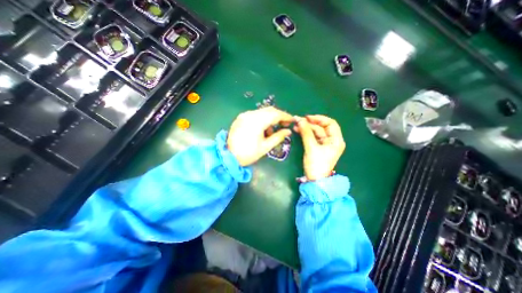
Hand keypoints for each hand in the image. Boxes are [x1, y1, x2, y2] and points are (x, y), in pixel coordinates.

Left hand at [228, 108, 292, 166]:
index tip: (292, 120)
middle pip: (269, 110)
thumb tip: (288, 131)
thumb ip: (278, 137)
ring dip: (270, 118)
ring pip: (262, 112)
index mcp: (257, 122)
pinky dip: (262, 119)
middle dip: (279, 116)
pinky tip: (262, 129)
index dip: (285, 116)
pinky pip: (255, 115)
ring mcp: (244, 115)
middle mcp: (250, 115)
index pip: (275, 114)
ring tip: (271, 131)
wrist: (229, 157)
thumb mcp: (265, 147)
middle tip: (285, 124)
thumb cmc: (248, 154)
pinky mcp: (240, 118)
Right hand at [293, 115, 345, 180]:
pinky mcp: (318, 147)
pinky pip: (312, 137)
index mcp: (336, 140)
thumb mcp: (311, 148)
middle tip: (298, 120)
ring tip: (296, 125)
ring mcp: (325, 144)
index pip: (330, 123)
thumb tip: (299, 120)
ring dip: (306, 128)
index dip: (319, 118)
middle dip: (310, 123)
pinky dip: (306, 133)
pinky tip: (298, 130)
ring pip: (316, 132)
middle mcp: (332, 140)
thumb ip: (306, 133)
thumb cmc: (316, 164)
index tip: (307, 117)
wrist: (315, 180)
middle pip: (322, 127)